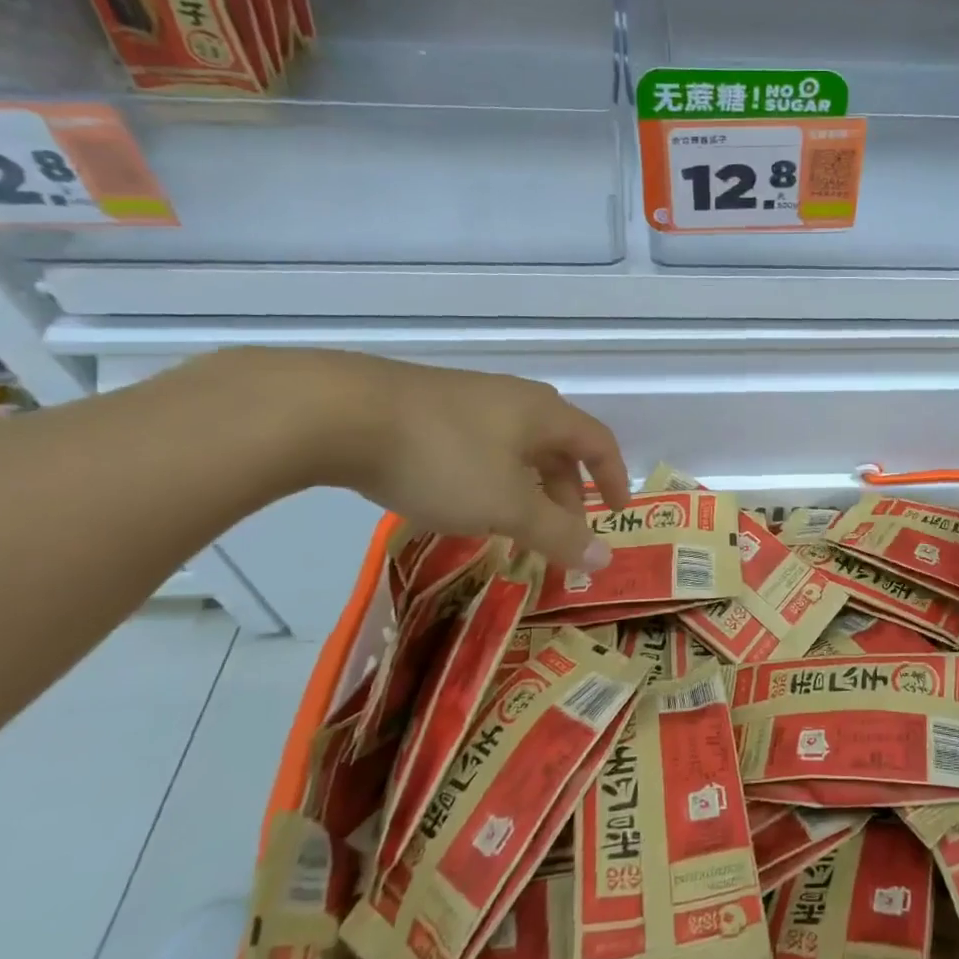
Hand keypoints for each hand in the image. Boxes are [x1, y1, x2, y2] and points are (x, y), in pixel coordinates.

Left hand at [284, 351, 631, 572]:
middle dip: (567, 491)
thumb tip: (605, 559)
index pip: (598, 442)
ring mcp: (468, 399)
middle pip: (558, 445)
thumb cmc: (443, 458)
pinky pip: (479, 444)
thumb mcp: (507, 506)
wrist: (340, 413)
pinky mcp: (427, 407)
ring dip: (527, 486)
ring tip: (512, 522)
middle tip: (561, 532)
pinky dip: (491, 476)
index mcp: (544, 413)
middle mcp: (513, 399)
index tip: (618, 512)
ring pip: (516, 446)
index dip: (614, 477)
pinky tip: (462, 499)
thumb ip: (558, 533)